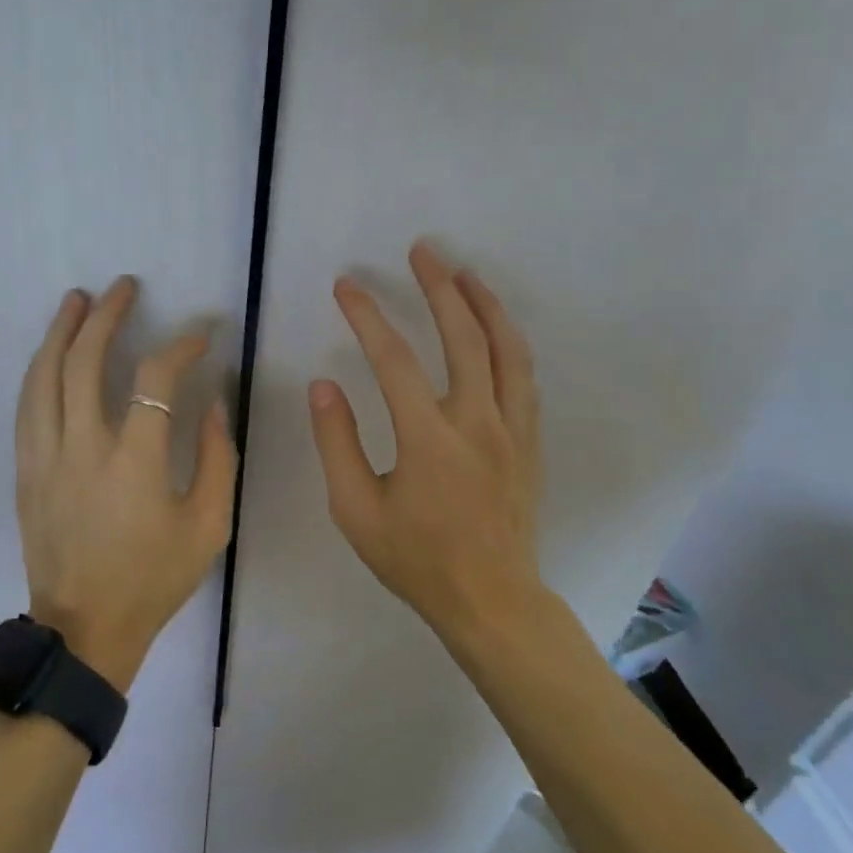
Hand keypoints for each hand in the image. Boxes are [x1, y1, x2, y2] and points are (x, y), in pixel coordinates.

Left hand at [13, 277, 236, 691]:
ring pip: (43, 377)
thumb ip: (217, 459)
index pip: (154, 381)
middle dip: (106, 317)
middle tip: (123, 287)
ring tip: (76, 300)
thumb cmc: (153, 580)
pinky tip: (49, 353)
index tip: (200, 335)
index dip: (179, 347)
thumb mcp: (208, 527)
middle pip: (83, 363)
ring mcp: (44, 458)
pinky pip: (27, 406)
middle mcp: (81, 449)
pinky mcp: (25, 471)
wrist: (83, 631)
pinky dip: (40, 370)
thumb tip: (210, 403)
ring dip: (60, 332)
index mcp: (133, 464)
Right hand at [308, 241, 544, 643]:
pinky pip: (524, 377)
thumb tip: (324, 386)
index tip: (347, 287)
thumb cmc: (416, 559)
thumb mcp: (355, 510)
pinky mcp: (529, 441)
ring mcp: (511, 430)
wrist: (492, 602)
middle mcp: (477, 423)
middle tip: (423, 251)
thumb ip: (336, 443)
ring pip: (507, 351)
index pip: (394, 361)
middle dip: (440, 288)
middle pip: (463, 338)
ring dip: (485, 305)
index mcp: (429, 440)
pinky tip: (496, 327)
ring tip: (464, 272)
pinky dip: (509, 341)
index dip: (368, 317)